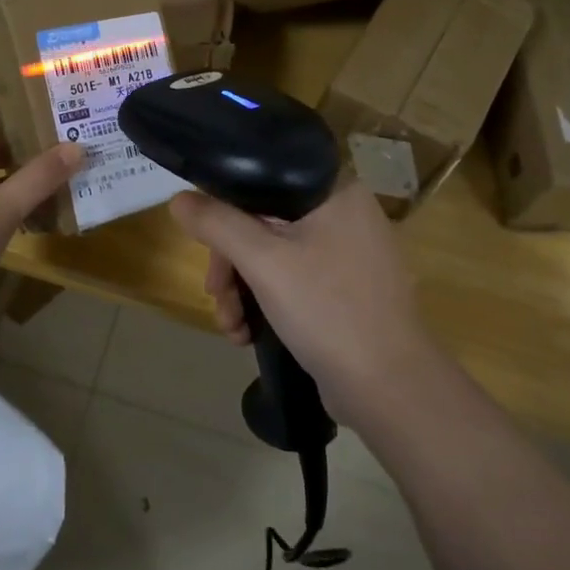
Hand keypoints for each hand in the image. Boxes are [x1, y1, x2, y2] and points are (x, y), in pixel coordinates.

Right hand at [168, 183, 435, 428]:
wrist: (390, 388)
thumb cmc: (327, 309)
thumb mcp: (263, 261)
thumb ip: (217, 224)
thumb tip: (178, 199)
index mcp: (335, 192)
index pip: (263, 181)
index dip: (225, 210)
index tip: (205, 246)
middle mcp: (344, 214)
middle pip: (264, 223)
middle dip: (231, 264)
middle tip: (216, 297)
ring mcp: (349, 254)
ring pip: (274, 256)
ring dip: (243, 290)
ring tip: (231, 326)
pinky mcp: (346, 290)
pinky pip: (293, 281)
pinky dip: (267, 303)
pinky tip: (248, 334)